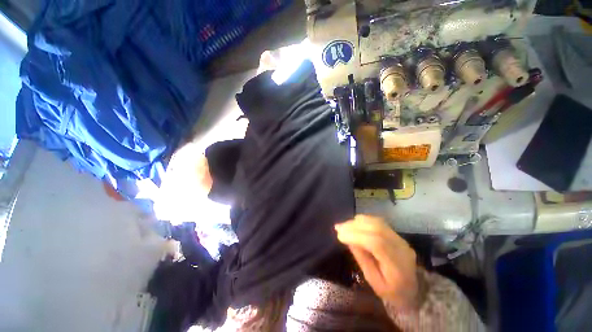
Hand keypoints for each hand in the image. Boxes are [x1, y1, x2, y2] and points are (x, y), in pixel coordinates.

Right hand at [335, 215, 419, 310]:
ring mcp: (400, 239)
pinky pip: (379, 222)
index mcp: (397, 266)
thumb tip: (348, 238)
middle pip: (377, 229)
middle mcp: (401, 248)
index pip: (377, 244)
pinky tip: (354, 223)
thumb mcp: (374, 282)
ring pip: (377, 222)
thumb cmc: (391, 292)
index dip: (356, 236)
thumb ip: (362, 258)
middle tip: (338, 227)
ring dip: (358, 222)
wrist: (413, 290)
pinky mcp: (396, 234)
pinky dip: (364, 221)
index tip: (339, 235)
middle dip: (354, 226)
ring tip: (344, 225)